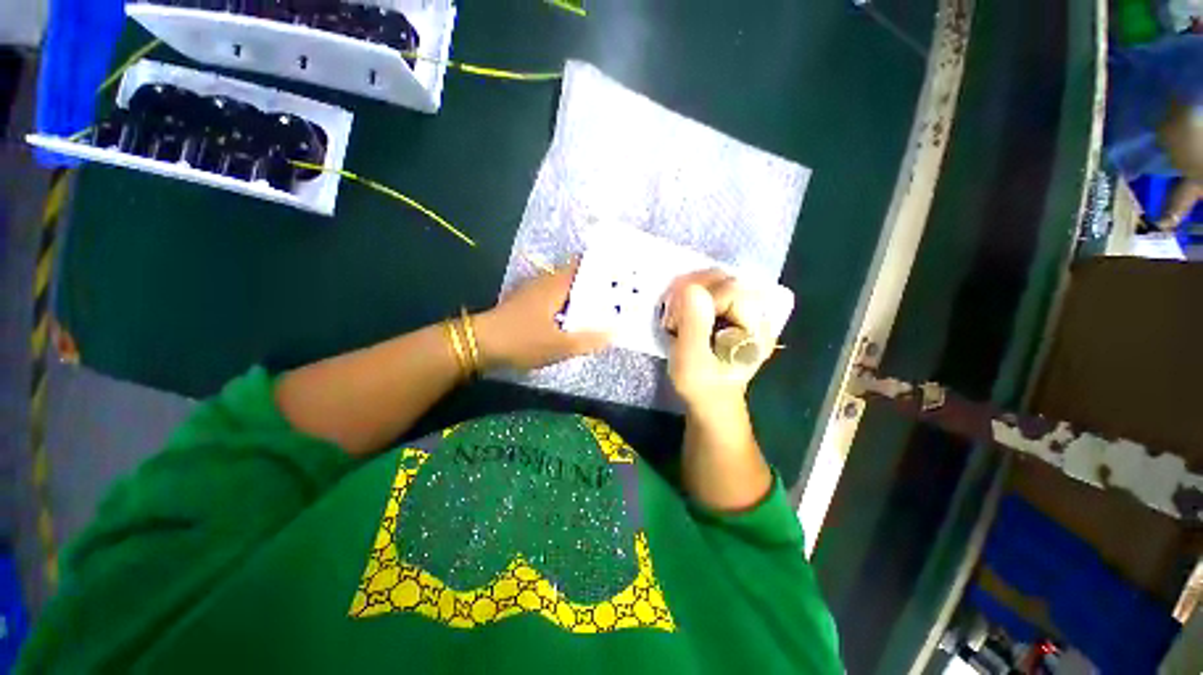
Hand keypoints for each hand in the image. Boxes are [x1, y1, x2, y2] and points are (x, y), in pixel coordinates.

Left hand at [475, 260, 609, 370]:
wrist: (480, 344)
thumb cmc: (522, 340)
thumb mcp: (560, 346)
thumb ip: (589, 340)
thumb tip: (615, 333)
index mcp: (556, 285)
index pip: (583, 265)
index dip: (602, 267)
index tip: (621, 274)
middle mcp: (546, 282)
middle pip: (576, 276)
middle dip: (596, 284)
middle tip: (618, 294)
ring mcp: (534, 291)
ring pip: (565, 288)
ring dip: (582, 295)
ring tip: (603, 307)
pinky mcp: (527, 303)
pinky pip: (555, 298)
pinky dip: (568, 304)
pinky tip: (575, 319)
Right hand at [661, 269, 775, 412]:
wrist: (711, 401)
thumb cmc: (701, 386)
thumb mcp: (691, 361)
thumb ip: (693, 325)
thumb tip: (691, 288)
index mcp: (757, 329)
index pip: (731, 291)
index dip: (700, 298)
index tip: (677, 320)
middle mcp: (759, 315)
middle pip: (727, 280)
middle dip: (694, 290)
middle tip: (673, 313)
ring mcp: (747, 312)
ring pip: (719, 281)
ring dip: (691, 290)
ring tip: (676, 313)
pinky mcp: (734, 312)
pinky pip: (714, 290)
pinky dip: (694, 295)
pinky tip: (683, 311)